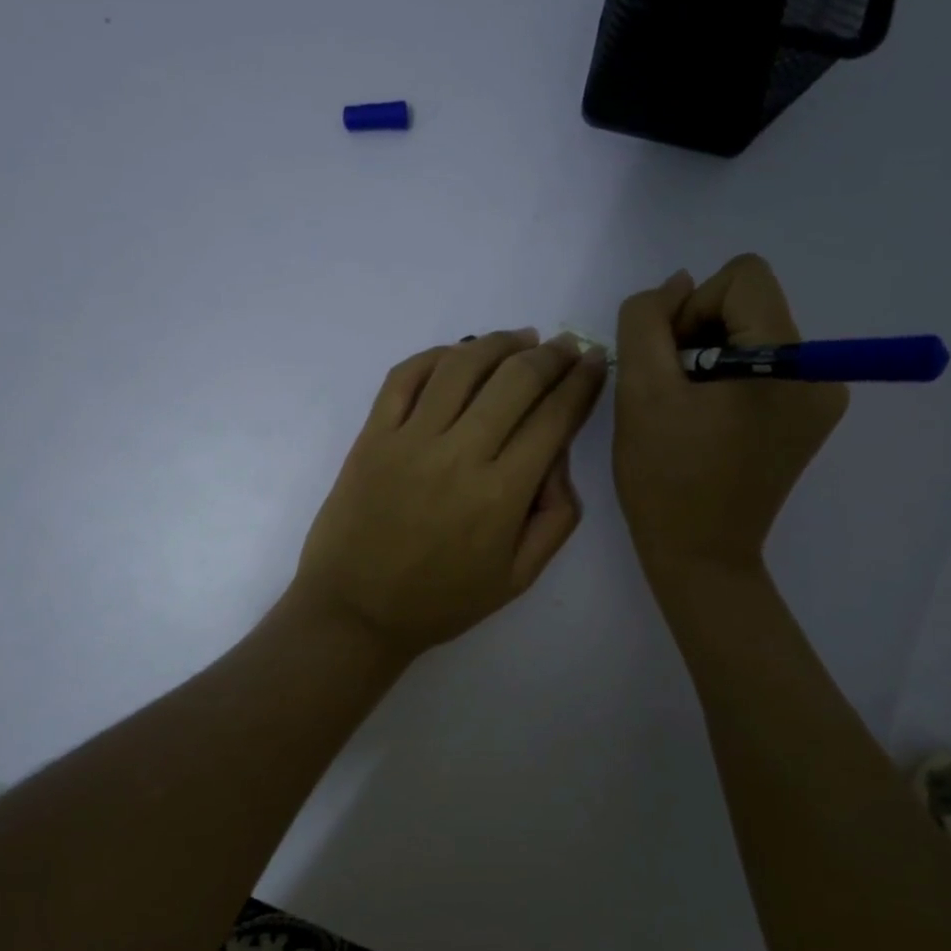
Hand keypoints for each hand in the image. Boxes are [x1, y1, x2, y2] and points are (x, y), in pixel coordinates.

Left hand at [290, 329, 609, 658]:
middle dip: (552, 356)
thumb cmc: (441, 602)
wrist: (355, 611)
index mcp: (501, 495)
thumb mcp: (518, 578)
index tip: (594, 363)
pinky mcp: (372, 436)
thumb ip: (556, 519)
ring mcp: (409, 440)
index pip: (554, 418)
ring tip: (522, 339)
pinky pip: (405, 377)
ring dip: (499, 343)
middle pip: (515, 381)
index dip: (581, 382)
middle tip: (566, 346)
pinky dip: (436, 355)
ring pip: (462, 366)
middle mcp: (459, 455)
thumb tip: (559, 457)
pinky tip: (459, 354)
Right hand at [613, 256, 846, 585]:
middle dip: (700, 335)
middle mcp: (820, 372)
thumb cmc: (665, 477)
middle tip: (671, 390)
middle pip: (751, 305)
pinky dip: (728, 381)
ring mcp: (820, 399)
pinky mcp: (808, 420)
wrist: (699, 555)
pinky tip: (706, 422)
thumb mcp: (640, 390)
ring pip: (754, 335)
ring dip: (710, 358)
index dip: (692, 308)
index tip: (668, 362)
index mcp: (788, 361)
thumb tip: (677, 283)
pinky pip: (764, 368)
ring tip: (686, 410)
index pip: (743, 278)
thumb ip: (647, 320)